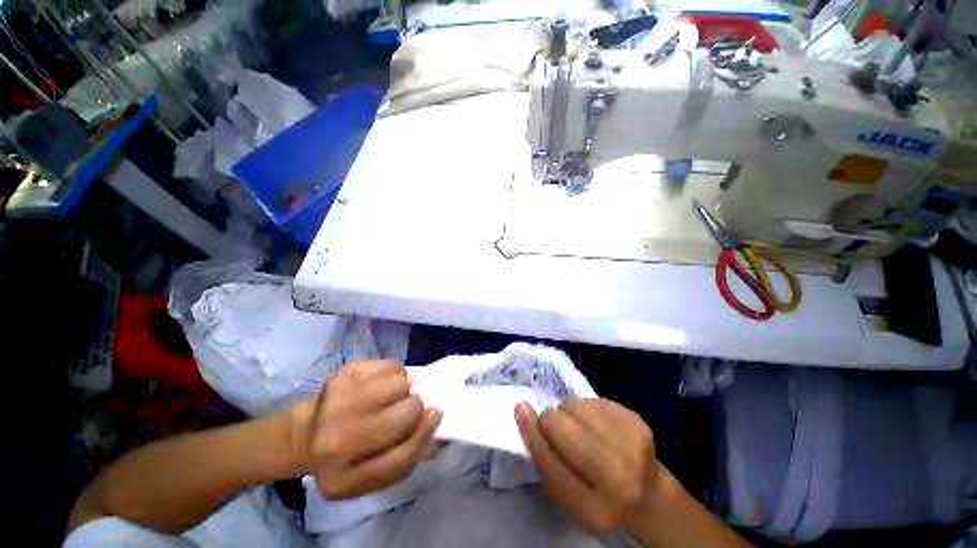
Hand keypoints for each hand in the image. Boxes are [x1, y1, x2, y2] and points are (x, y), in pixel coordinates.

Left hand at [291, 360, 441, 498]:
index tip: (435, 414)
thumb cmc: (347, 456)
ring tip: (390, 395)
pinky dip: (394, 372)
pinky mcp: (342, 376)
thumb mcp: (372, 473)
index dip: (425, 432)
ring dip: (403, 388)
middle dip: (414, 407)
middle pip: (406, 414)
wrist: (304, 434)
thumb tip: (436, 418)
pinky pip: (391, 365)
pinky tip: (381, 383)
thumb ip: (407, 455)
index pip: (403, 457)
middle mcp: (336, 444)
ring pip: (401, 384)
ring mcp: (337, 405)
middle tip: (404, 407)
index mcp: (345, 480)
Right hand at [515, 398, 659, 532]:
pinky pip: (593, 399)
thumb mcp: (567, 495)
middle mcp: (617, 478)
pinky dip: (587, 408)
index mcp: (593, 508)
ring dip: (569, 412)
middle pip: (562, 427)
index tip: (520, 408)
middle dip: (550, 420)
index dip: (531, 431)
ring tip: (580, 427)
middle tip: (555, 426)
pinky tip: (596, 423)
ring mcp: (632, 446)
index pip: (550, 462)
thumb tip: (523, 411)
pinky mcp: (638, 422)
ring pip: (576, 406)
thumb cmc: (598, 498)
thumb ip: (544, 460)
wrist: (650, 497)